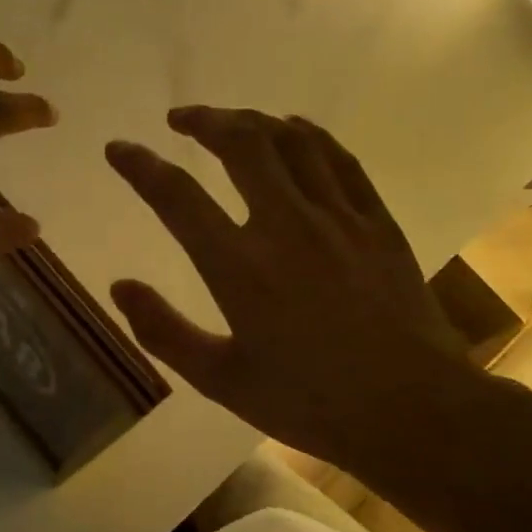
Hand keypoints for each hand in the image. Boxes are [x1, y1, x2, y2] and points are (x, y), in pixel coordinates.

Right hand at [105, 107, 486, 478]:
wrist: (414, 411)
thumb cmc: (310, 402)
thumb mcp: (221, 381)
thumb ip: (164, 332)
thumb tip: (119, 287)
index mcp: (240, 268)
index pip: (177, 197)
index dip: (140, 166)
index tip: (118, 148)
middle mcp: (286, 227)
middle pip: (241, 144)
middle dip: (204, 120)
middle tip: (180, 120)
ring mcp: (338, 219)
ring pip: (291, 141)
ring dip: (253, 120)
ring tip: (230, 122)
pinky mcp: (377, 222)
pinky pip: (339, 159)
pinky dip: (310, 135)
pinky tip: (295, 130)